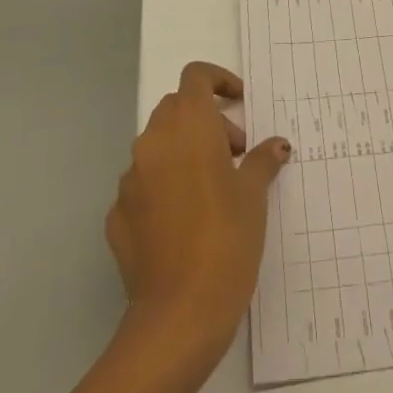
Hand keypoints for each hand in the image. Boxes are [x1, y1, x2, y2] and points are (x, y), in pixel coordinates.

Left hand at [105, 61, 288, 370]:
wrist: (178, 315)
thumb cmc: (226, 239)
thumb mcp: (254, 195)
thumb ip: (262, 161)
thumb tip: (276, 147)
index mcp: (187, 126)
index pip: (195, 77)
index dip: (219, 80)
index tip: (239, 102)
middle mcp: (152, 143)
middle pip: (176, 109)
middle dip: (206, 120)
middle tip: (235, 153)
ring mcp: (129, 180)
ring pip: (158, 146)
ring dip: (184, 152)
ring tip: (213, 189)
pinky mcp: (116, 216)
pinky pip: (143, 185)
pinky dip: (164, 187)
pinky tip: (185, 221)